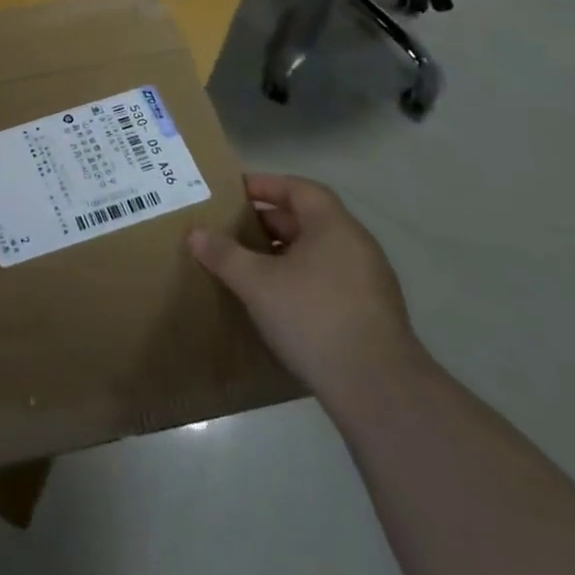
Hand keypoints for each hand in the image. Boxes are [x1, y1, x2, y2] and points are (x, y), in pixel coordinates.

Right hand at [189, 174, 424, 404]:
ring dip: (284, 252)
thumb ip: (224, 254)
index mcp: (333, 226)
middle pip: (308, 219)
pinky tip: (277, 300)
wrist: (378, 389)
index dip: (265, 185)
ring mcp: (370, 281)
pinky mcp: (372, 314)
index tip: (233, 192)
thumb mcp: (256, 282)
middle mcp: (357, 245)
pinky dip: (301, 278)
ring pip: (319, 252)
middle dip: (268, 222)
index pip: (299, 189)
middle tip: (232, 229)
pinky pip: (329, 279)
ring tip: (248, 264)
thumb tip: (196, 232)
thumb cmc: (313, 316)